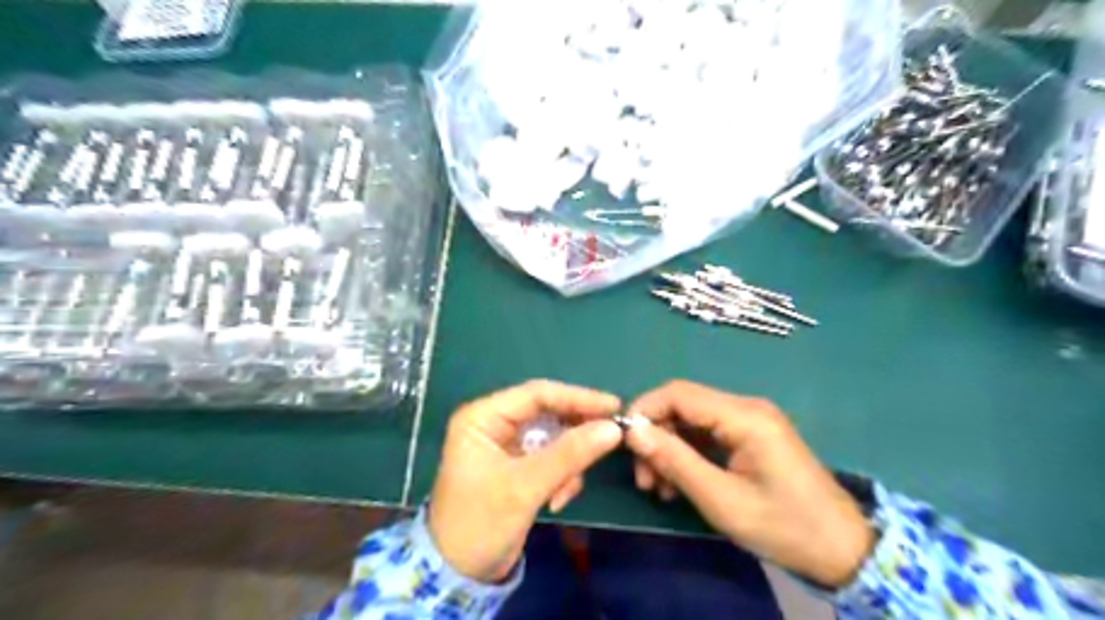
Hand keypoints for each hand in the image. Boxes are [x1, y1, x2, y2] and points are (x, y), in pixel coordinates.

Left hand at [430, 380, 624, 582]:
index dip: (577, 398)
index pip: (537, 394)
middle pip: (547, 413)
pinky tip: (556, 501)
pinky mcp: (517, 466)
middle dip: (575, 432)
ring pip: (553, 437)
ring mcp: (506, 445)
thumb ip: (569, 454)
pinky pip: (550, 458)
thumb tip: (613, 429)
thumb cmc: (480, 523)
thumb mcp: (525, 487)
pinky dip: (561, 476)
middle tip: (610, 439)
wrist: (458, 575)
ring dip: (567, 462)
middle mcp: (494, 424)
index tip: (613, 406)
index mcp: (483, 417)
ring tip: (565, 490)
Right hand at [621, 379, 870, 588]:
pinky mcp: (750, 436)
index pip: (679, 393)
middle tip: (643, 478)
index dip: (645, 410)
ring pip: (691, 421)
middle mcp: (746, 408)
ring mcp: (749, 421)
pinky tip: (677, 484)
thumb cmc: (784, 527)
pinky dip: (686, 455)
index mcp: (745, 416)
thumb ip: (675, 461)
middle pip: (683, 405)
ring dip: (668, 448)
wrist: (842, 550)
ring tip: (657, 488)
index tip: (622, 443)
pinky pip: (706, 434)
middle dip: (655, 436)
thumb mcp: (722, 500)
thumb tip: (633, 431)